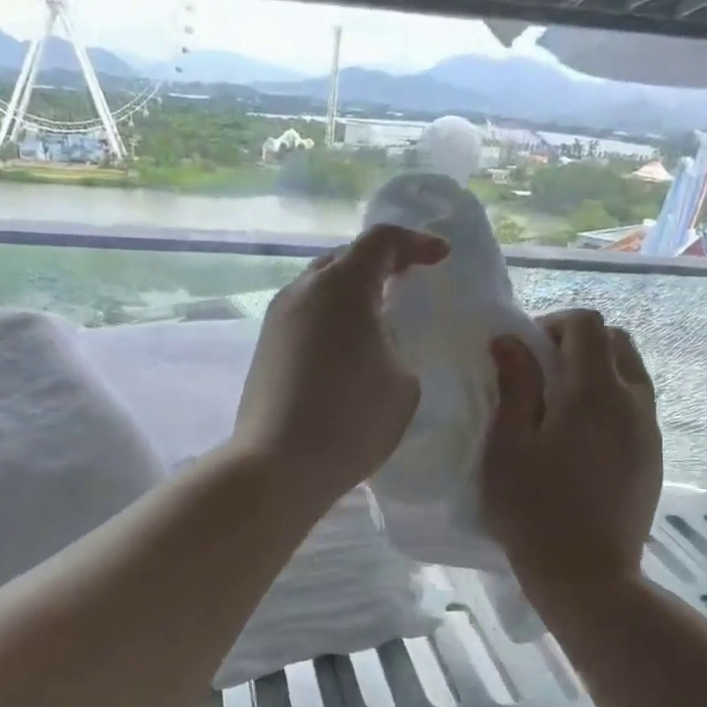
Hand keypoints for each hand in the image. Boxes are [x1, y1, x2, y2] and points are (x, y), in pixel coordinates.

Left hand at [232, 224, 448, 503]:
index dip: (415, 243)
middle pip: (344, 258)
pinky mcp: (265, 348)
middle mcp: (303, 291)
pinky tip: (346, 347)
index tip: (440, 257)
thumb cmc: (350, 421)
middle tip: (408, 280)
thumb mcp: (403, 384)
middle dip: (381, 263)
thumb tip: (379, 345)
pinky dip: (331, 318)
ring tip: (378, 315)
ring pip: (320, 287)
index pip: (381, 241)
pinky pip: (305, 315)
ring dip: (351, 293)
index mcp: (342, 286)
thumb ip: (399, 348)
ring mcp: (277, 319)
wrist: (278, 465)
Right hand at [482, 309, 663, 589]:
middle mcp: (633, 401)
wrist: (586, 575)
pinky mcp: (653, 457)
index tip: (522, 353)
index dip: (552, 324)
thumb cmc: (533, 510)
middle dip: (577, 343)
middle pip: (617, 342)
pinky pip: (636, 407)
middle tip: (539, 373)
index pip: (587, 325)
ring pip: (631, 374)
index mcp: (595, 392)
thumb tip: (510, 341)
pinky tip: (578, 438)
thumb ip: (514, 386)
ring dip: (596, 371)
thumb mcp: (508, 445)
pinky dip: (609, 401)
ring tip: (558, 405)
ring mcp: (649, 431)